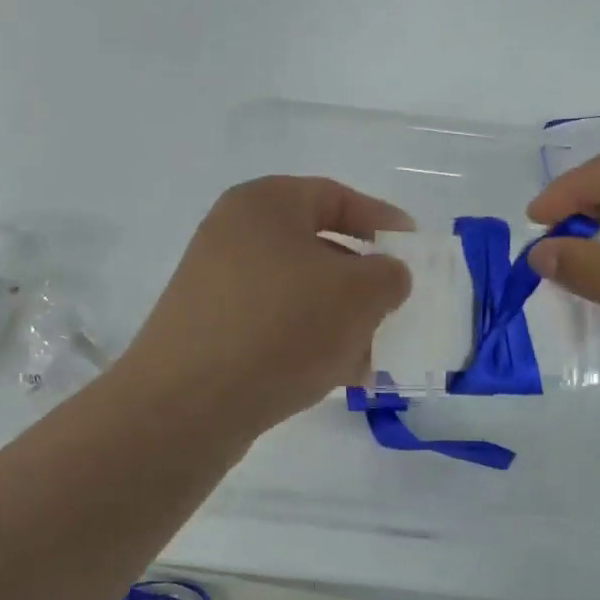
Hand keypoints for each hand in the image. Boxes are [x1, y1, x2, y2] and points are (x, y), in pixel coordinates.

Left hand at [121, 176, 412, 435]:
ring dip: (340, 320)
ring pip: (298, 294)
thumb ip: (388, 276)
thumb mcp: (358, 294)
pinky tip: (337, 377)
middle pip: (316, 249)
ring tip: (373, 356)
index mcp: (264, 204)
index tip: (411, 249)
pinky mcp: (209, 332)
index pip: (334, 196)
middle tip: (394, 308)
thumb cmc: (281, 326)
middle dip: (362, 282)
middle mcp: (233, 236)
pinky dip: (308, 343)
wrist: (188, 403)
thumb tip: (385, 278)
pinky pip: (273, 327)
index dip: (380, 219)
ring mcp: (216, 286)